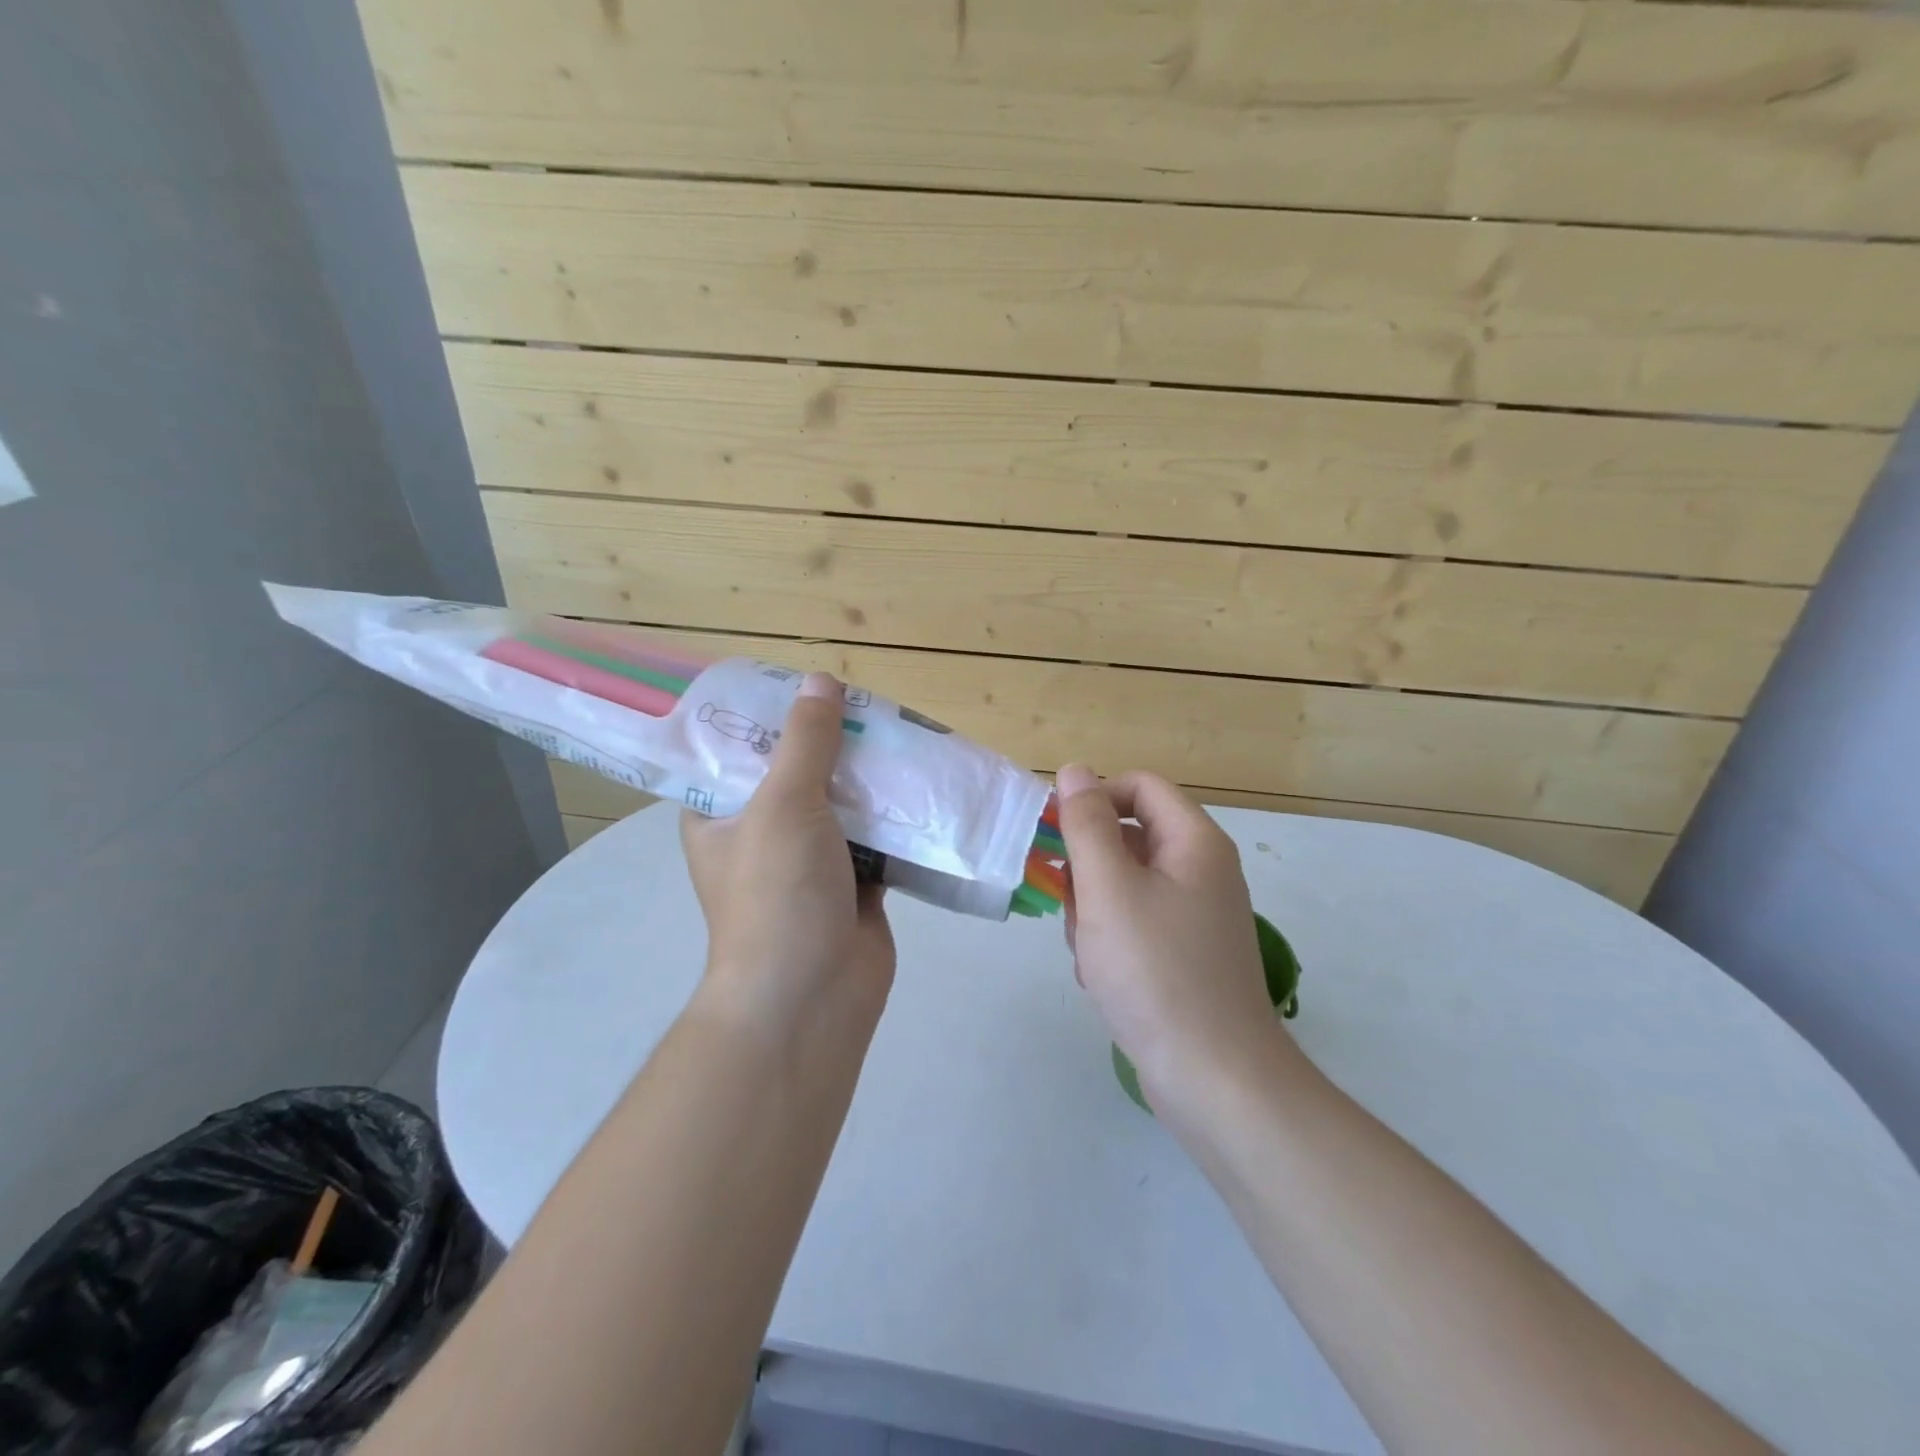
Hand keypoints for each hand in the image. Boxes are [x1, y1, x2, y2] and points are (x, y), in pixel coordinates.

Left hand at [680, 673, 894, 1031]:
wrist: (813, 995)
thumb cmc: (778, 892)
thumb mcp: (784, 803)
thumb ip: (806, 741)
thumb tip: (822, 680)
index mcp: (720, 815)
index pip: (737, 751)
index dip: (769, 718)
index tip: (807, 689)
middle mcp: (761, 834)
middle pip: (798, 774)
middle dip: (832, 745)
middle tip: (867, 708)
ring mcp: (808, 862)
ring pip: (841, 806)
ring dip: (869, 781)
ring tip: (901, 735)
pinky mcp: (852, 885)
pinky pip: (875, 838)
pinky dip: (895, 819)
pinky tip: (921, 786)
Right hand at [1055, 765, 1288, 1099]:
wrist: (1214, 1078)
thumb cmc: (1156, 971)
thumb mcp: (1109, 889)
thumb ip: (1087, 824)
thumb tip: (1075, 770)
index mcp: (1194, 842)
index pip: (1139, 787)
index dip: (1094, 798)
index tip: (1056, 834)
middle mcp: (1201, 870)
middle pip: (1128, 837)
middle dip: (1089, 868)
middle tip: (1073, 906)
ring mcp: (1195, 915)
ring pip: (1124, 884)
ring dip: (1093, 909)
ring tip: (1090, 951)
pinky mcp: (1185, 953)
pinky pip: (1135, 923)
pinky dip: (1110, 940)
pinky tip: (1101, 976)